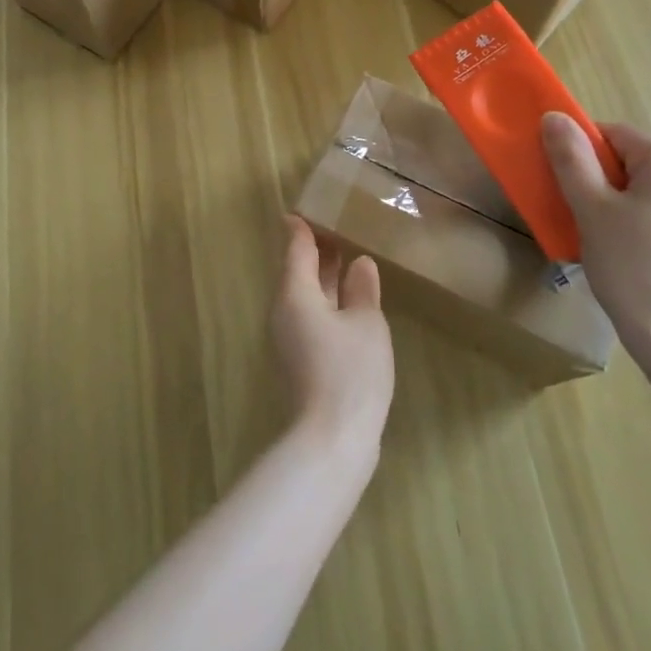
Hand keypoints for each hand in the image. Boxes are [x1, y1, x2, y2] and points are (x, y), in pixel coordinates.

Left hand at [271, 217, 393, 463]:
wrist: (332, 440)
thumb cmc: (350, 371)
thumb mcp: (366, 323)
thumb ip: (362, 290)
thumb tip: (360, 264)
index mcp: (295, 294)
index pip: (296, 249)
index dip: (302, 229)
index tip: (305, 210)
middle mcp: (284, 312)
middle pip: (296, 272)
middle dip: (314, 251)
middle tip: (334, 227)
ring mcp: (289, 339)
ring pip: (304, 296)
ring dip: (322, 276)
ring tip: (346, 258)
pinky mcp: (300, 360)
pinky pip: (309, 316)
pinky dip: (325, 301)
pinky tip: (347, 303)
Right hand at [541, 114, 650, 369]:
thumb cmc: (632, 266)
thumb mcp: (591, 208)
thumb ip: (571, 158)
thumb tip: (554, 117)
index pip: (615, 134)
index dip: (582, 152)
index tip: (563, 184)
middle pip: (634, 159)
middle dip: (601, 179)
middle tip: (580, 214)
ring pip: (649, 186)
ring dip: (621, 201)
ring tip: (603, 237)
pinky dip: (643, 219)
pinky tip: (631, 252)